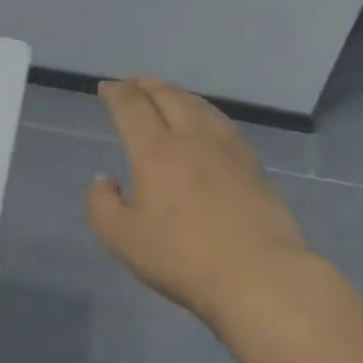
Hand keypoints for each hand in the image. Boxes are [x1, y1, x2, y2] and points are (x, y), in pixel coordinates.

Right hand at [86, 77, 308, 323]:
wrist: (260, 277)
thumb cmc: (183, 258)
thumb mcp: (122, 240)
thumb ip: (102, 206)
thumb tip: (104, 180)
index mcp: (154, 151)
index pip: (131, 106)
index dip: (116, 93)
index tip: (106, 89)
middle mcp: (190, 138)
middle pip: (167, 96)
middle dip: (146, 85)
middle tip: (132, 84)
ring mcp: (227, 149)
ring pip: (199, 105)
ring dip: (177, 93)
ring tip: (167, 94)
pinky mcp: (253, 165)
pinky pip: (222, 123)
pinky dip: (204, 111)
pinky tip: (206, 122)